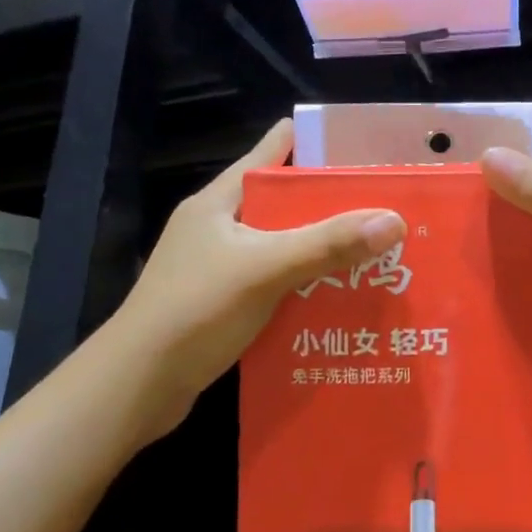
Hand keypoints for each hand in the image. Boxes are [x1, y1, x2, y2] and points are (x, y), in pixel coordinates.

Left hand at [118, 119, 405, 428]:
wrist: (136, 386)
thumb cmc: (195, 310)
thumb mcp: (265, 268)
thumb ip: (328, 244)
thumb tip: (395, 220)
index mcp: (220, 200)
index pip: (272, 153)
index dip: (317, 145)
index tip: (365, 149)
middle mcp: (220, 227)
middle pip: (285, 204)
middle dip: (333, 206)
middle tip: (387, 209)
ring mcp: (220, 267)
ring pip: (284, 247)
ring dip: (323, 251)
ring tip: (378, 253)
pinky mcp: (225, 304)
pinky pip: (278, 284)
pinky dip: (308, 287)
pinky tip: (342, 299)